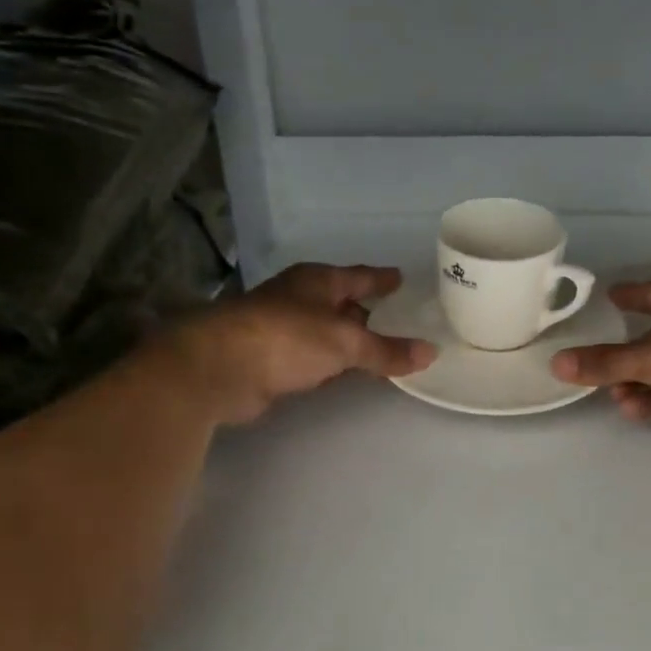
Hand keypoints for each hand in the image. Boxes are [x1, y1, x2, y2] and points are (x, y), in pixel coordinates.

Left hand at [170, 264, 436, 424]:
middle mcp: (300, 300)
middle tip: (402, 321)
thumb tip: (430, 352)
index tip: (401, 278)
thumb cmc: (286, 338)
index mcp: (317, 282)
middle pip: (343, 305)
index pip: (359, 276)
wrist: (220, 369)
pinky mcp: (274, 362)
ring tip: (385, 350)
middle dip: (369, 313)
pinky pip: (317, 360)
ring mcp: (284, 331)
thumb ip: (387, 350)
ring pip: (329, 334)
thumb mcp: (345, 341)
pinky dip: (335, 365)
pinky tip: (349, 374)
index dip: (380, 279)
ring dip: (352, 343)